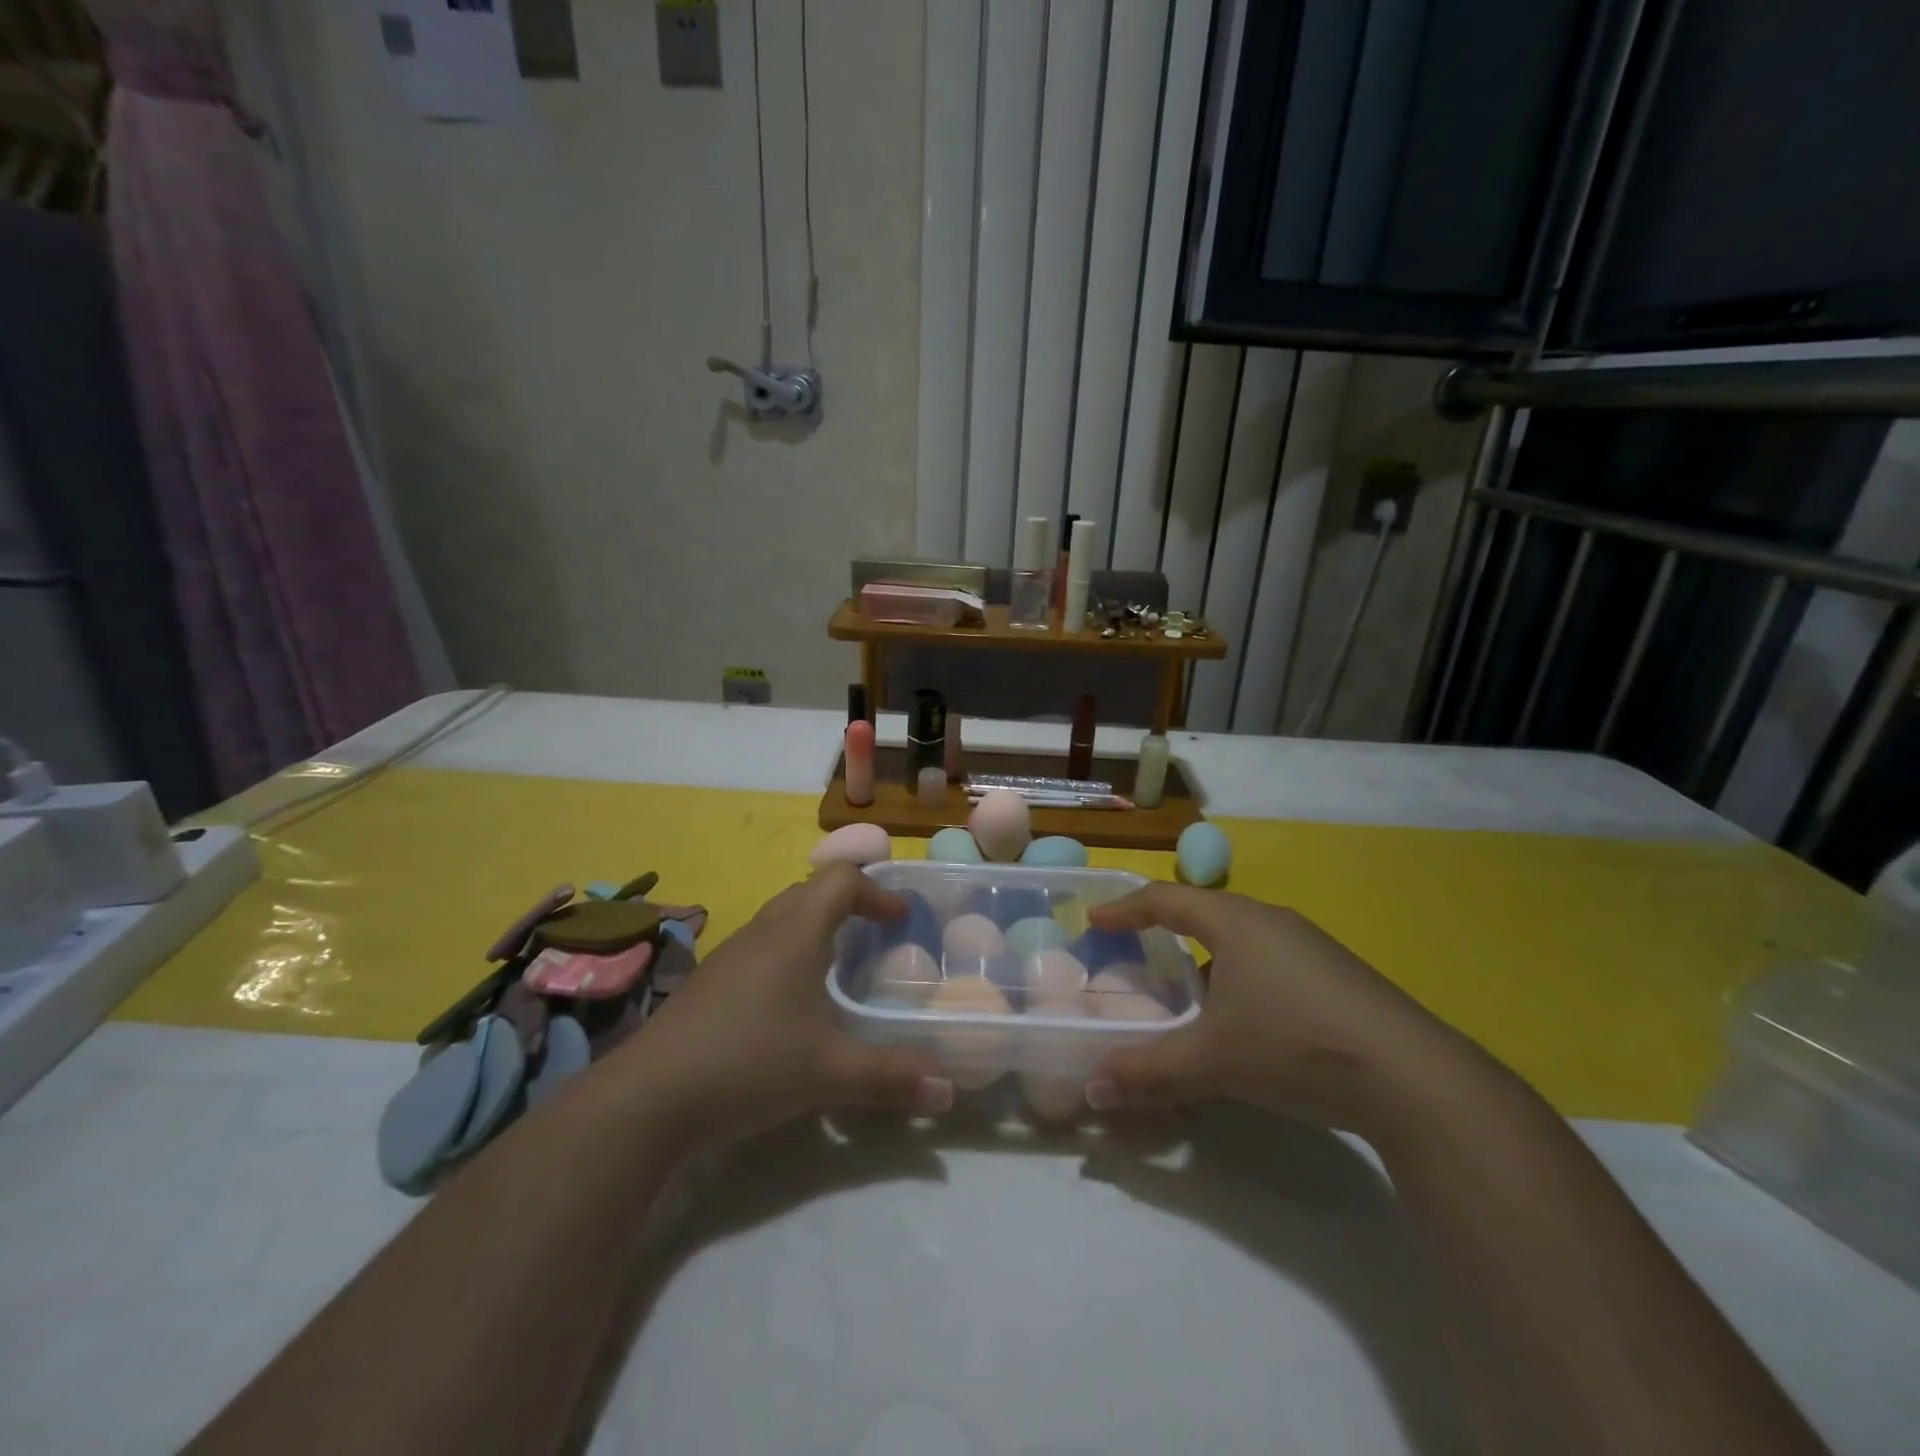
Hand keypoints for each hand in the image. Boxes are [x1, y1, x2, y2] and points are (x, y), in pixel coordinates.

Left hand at [614, 865, 953, 1145]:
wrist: (647, 1098)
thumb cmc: (748, 1063)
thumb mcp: (828, 1072)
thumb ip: (891, 1077)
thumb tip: (948, 1090)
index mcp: (796, 931)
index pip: (842, 880)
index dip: (877, 892)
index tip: (901, 920)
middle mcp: (763, 930)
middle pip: (810, 891)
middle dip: (848, 905)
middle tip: (875, 937)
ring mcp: (730, 954)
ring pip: (781, 919)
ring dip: (814, 929)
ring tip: (839, 968)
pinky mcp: (709, 982)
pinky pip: (760, 948)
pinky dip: (787, 955)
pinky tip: (790, 1005)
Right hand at [1084, 884, 1471, 1132]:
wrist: (1416, 1080)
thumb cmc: (1296, 1045)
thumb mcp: (1212, 1061)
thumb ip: (1148, 1072)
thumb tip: (1092, 1089)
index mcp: (1236, 922)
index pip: (1165, 899)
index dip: (1125, 907)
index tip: (1095, 919)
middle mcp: (1272, 921)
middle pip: (1205, 912)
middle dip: (1166, 929)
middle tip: (1136, 952)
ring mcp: (1311, 946)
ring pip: (1241, 939)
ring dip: (1207, 958)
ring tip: (1188, 993)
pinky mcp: (1339, 975)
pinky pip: (1271, 961)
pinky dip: (1242, 978)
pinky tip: (1246, 1021)